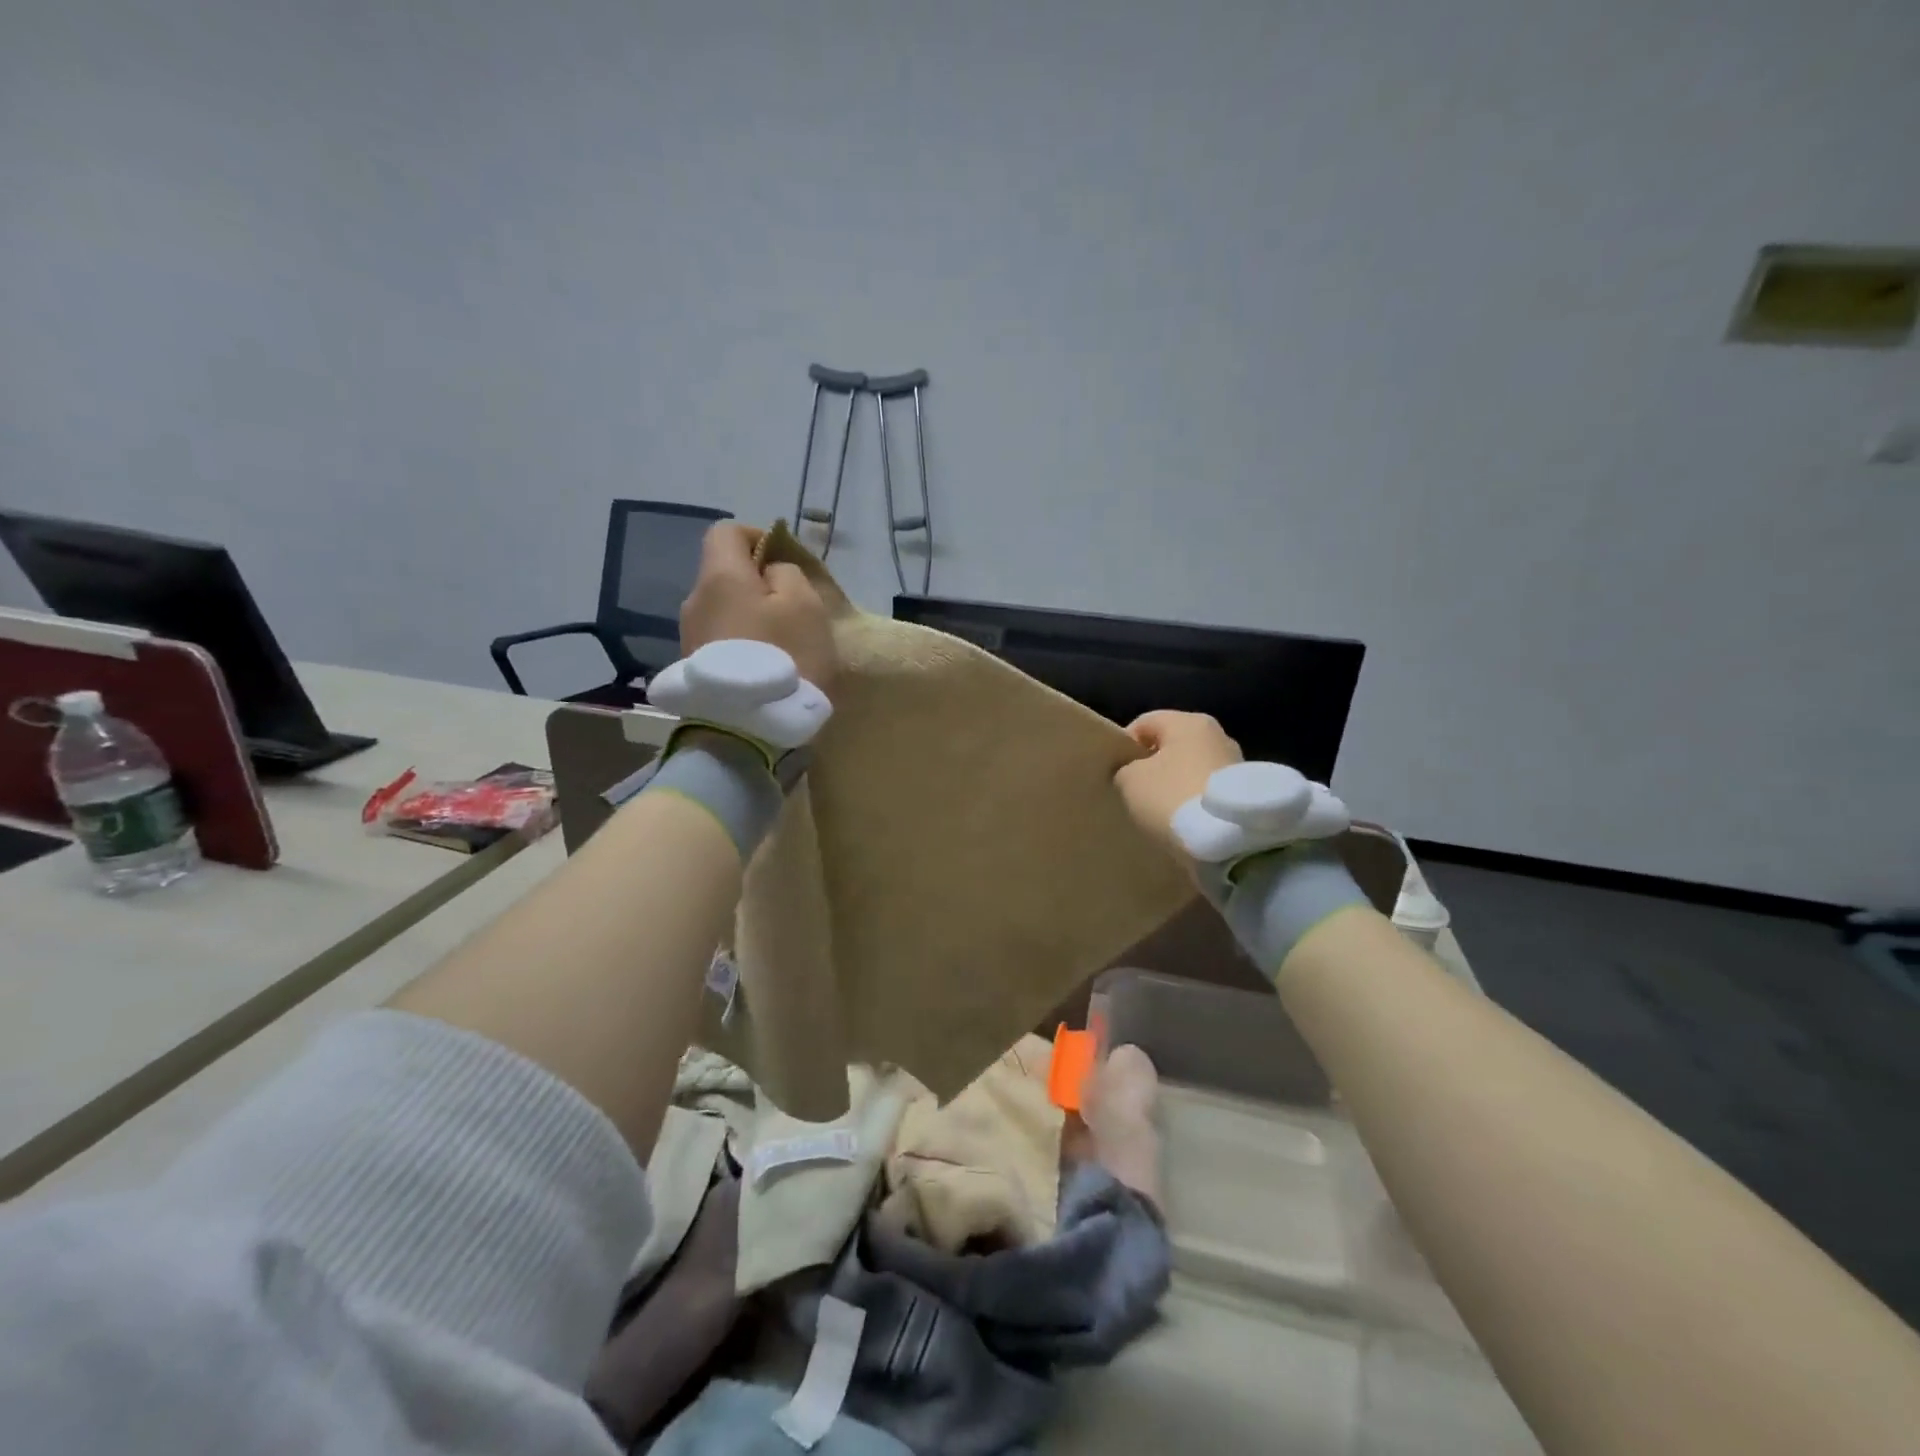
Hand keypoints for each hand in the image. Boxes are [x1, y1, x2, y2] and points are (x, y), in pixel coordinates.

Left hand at [679, 523, 837, 692]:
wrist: (746, 729)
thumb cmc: (783, 657)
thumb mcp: (805, 605)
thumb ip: (789, 574)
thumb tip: (771, 573)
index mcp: (720, 576)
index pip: (727, 532)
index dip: (758, 538)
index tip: (785, 562)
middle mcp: (694, 600)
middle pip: (725, 575)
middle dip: (758, 584)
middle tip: (792, 610)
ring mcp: (689, 637)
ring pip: (724, 610)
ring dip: (750, 617)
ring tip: (781, 644)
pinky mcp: (693, 669)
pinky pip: (721, 640)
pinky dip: (742, 643)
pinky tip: (764, 667)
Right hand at [1114, 711, 1241, 856]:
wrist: (1227, 840)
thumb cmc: (1171, 797)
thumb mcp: (1130, 781)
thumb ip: (1125, 769)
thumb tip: (1132, 772)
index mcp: (1188, 722)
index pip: (1144, 723)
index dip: (1124, 745)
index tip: (1116, 773)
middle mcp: (1217, 734)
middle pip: (1172, 745)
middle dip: (1153, 765)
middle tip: (1135, 792)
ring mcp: (1236, 763)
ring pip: (1191, 768)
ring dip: (1175, 784)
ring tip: (1159, 810)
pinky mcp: (1246, 792)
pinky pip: (1207, 790)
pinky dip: (1193, 801)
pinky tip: (1182, 820)